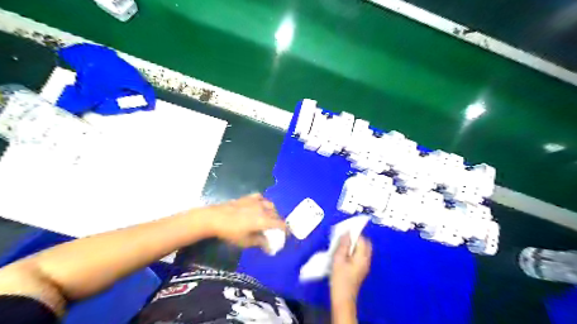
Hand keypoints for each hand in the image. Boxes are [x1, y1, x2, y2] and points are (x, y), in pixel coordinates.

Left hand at [201, 193, 286, 251]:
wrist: (215, 218)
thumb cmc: (231, 232)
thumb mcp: (246, 241)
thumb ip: (260, 242)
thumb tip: (270, 247)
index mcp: (264, 220)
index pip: (280, 224)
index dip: (285, 230)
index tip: (287, 235)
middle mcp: (263, 209)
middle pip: (276, 214)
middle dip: (279, 222)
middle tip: (276, 229)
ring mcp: (255, 201)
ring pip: (270, 204)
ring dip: (273, 211)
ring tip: (269, 217)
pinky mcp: (248, 197)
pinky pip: (261, 198)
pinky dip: (263, 202)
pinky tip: (260, 205)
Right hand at [329, 234, 374, 304]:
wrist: (343, 298)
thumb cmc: (340, 278)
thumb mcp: (339, 259)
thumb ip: (343, 245)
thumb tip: (347, 232)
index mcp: (363, 257)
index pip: (362, 239)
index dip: (353, 233)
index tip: (343, 232)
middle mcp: (367, 260)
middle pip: (365, 243)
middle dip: (355, 238)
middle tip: (343, 238)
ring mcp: (365, 265)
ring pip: (362, 249)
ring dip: (353, 244)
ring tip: (341, 245)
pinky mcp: (361, 269)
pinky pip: (359, 255)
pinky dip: (353, 251)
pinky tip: (343, 254)